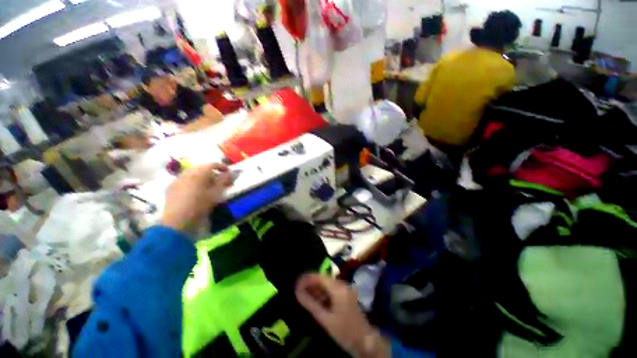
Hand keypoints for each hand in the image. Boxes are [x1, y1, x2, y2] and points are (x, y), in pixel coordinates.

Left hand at [161, 163, 231, 235]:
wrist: (178, 221)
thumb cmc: (201, 205)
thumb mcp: (216, 193)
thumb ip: (224, 180)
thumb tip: (230, 173)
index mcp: (199, 172)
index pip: (212, 164)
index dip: (222, 167)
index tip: (229, 172)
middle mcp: (187, 172)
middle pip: (202, 168)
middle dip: (212, 172)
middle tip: (219, 180)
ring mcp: (177, 179)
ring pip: (192, 173)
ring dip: (202, 177)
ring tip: (208, 186)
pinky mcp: (171, 188)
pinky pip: (184, 180)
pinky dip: (192, 182)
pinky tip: (195, 191)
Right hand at [295, 274, 390, 357]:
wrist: (364, 341)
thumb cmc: (344, 330)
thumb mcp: (325, 319)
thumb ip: (311, 304)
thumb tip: (297, 292)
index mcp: (338, 288)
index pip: (319, 277)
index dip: (307, 279)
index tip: (296, 283)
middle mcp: (341, 285)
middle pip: (323, 280)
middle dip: (310, 284)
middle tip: (297, 290)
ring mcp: (344, 290)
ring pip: (326, 285)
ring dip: (315, 290)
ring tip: (303, 295)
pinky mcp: (344, 296)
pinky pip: (330, 291)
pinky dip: (321, 295)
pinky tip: (314, 301)